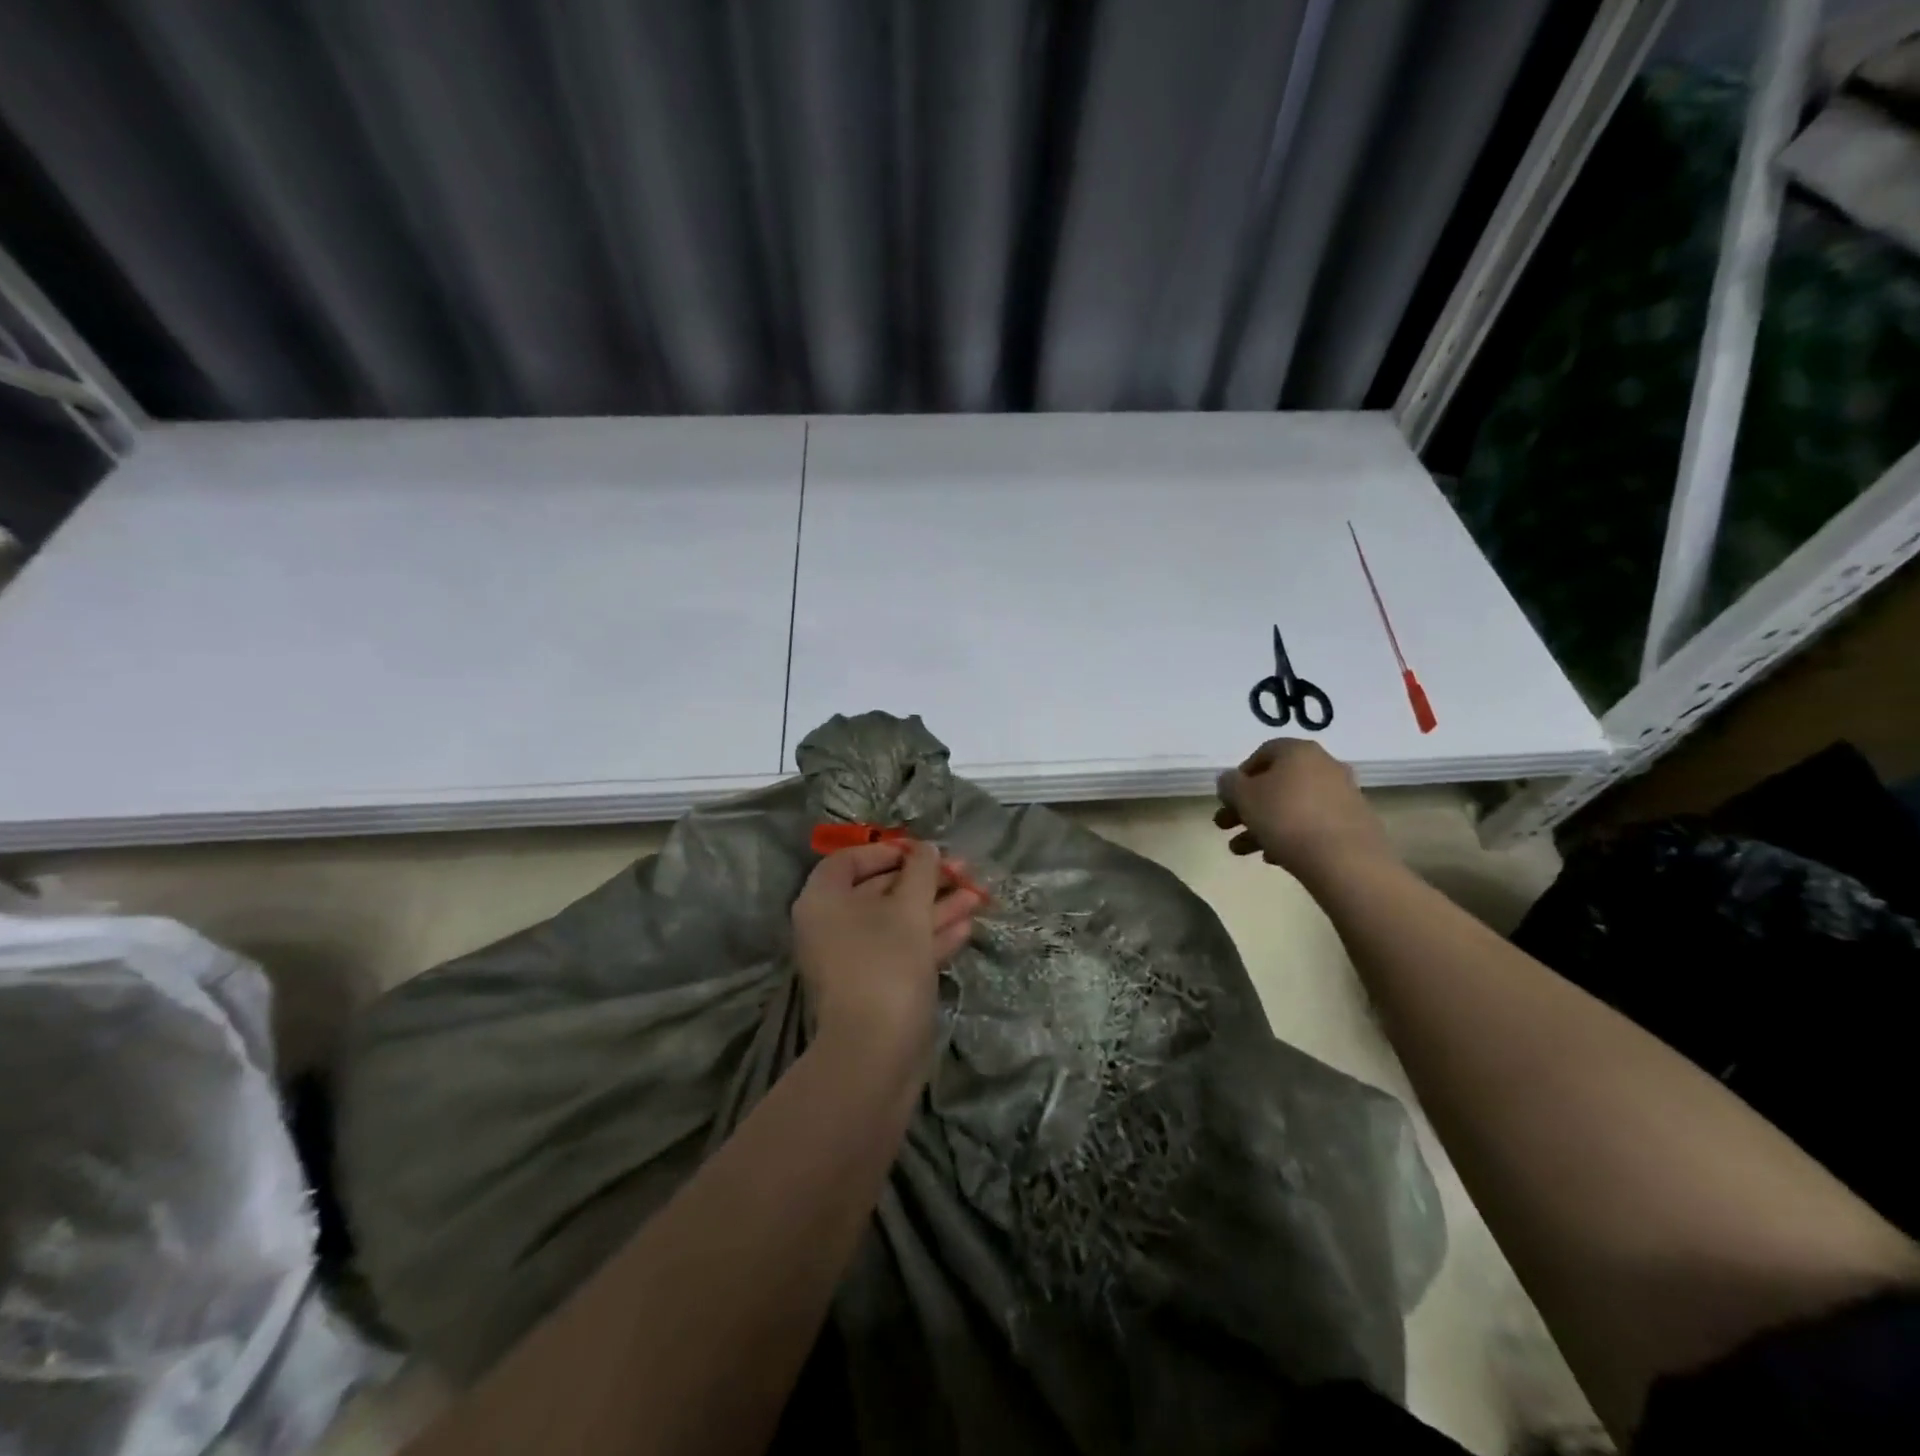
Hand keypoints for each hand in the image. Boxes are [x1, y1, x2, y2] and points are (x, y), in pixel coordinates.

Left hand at [791, 840, 981, 1056]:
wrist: (876, 1052)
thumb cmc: (885, 964)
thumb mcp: (907, 909)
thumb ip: (920, 872)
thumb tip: (925, 848)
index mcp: (823, 901)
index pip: (849, 860)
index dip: (888, 851)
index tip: (923, 852)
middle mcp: (832, 927)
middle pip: (880, 890)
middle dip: (926, 880)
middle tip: (965, 870)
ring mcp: (855, 959)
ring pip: (898, 922)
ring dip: (938, 907)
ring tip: (979, 895)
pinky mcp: (877, 986)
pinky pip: (903, 950)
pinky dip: (932, 937)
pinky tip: (967, 925)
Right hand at [1214, 738, 1394, 880]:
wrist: (1346, 860)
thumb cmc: (1286, 818)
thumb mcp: (1242, 797)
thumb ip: (1229, 784)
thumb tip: (1230, 780)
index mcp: (1298, 751)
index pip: (1263, 753)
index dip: (1240, 775)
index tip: (1228, 798)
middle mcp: (1325, 766)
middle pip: (1277, 783)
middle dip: (1247, 806)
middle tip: (1225, 827)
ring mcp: (1344, 796)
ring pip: (1293, 807)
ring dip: (1263, 826)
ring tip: (1241, 851)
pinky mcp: (1355, 824)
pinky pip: (1313, 825)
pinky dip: (1291, 837)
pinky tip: (1274, 858)